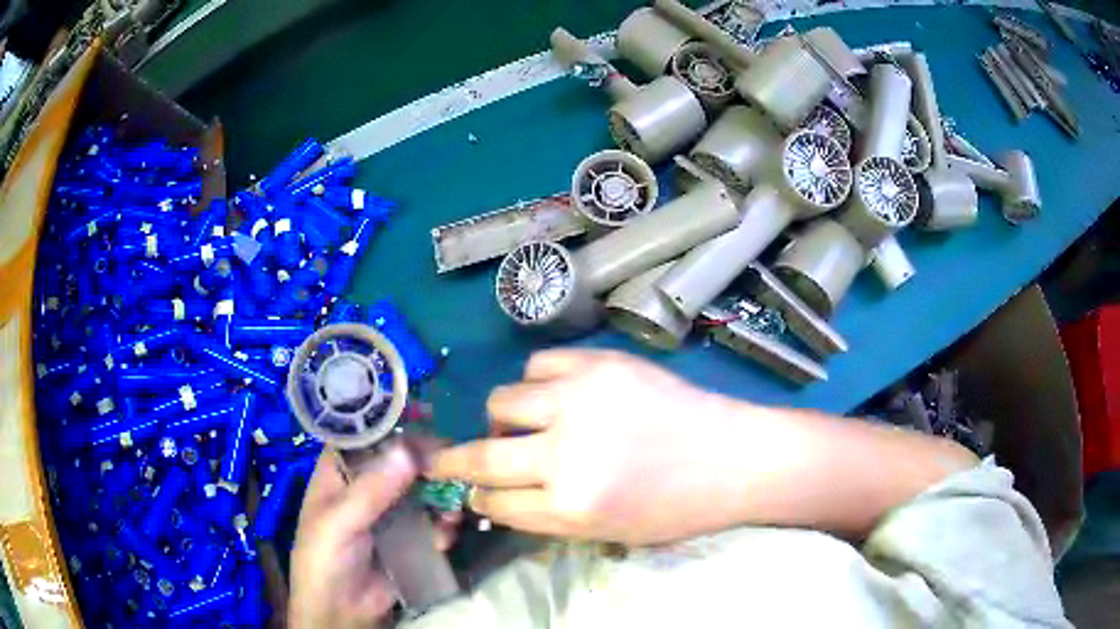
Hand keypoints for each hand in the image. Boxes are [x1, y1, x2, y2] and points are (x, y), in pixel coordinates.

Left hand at [289, 442, 459, 628]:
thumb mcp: (339, 523)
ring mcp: (390, 514)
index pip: (365, 438)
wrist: (342, 612)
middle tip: (454, 464)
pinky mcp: (410, 538)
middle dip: (426, 464)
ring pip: (421, 491)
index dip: (392, 426)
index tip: (427, 418)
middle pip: (399, 463)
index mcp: (338, 474)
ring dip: (440, 495)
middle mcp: (365, 488)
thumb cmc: (325, 560)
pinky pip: (431, 521)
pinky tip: (448, 532)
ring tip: (453, 506)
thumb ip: (371, 490)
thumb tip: (408, 450)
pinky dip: (444, 523)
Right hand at [427, 349, 746, 545]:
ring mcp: (582, 401)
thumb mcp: (608, 532)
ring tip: (517, 423)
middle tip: (441, 460)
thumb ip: (548, 516)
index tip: (472, 492)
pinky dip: (536, 382)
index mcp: (570, 507)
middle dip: (452, 462)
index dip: (479, 499)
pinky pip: (539, 364)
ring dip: (500, 418)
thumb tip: (499, 496)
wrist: (733, 458)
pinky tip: (552, 394)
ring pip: (503, 401)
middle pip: (483, 456)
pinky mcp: (600, 364)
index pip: (497, 503)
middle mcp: (566, 454)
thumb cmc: (677, 508)